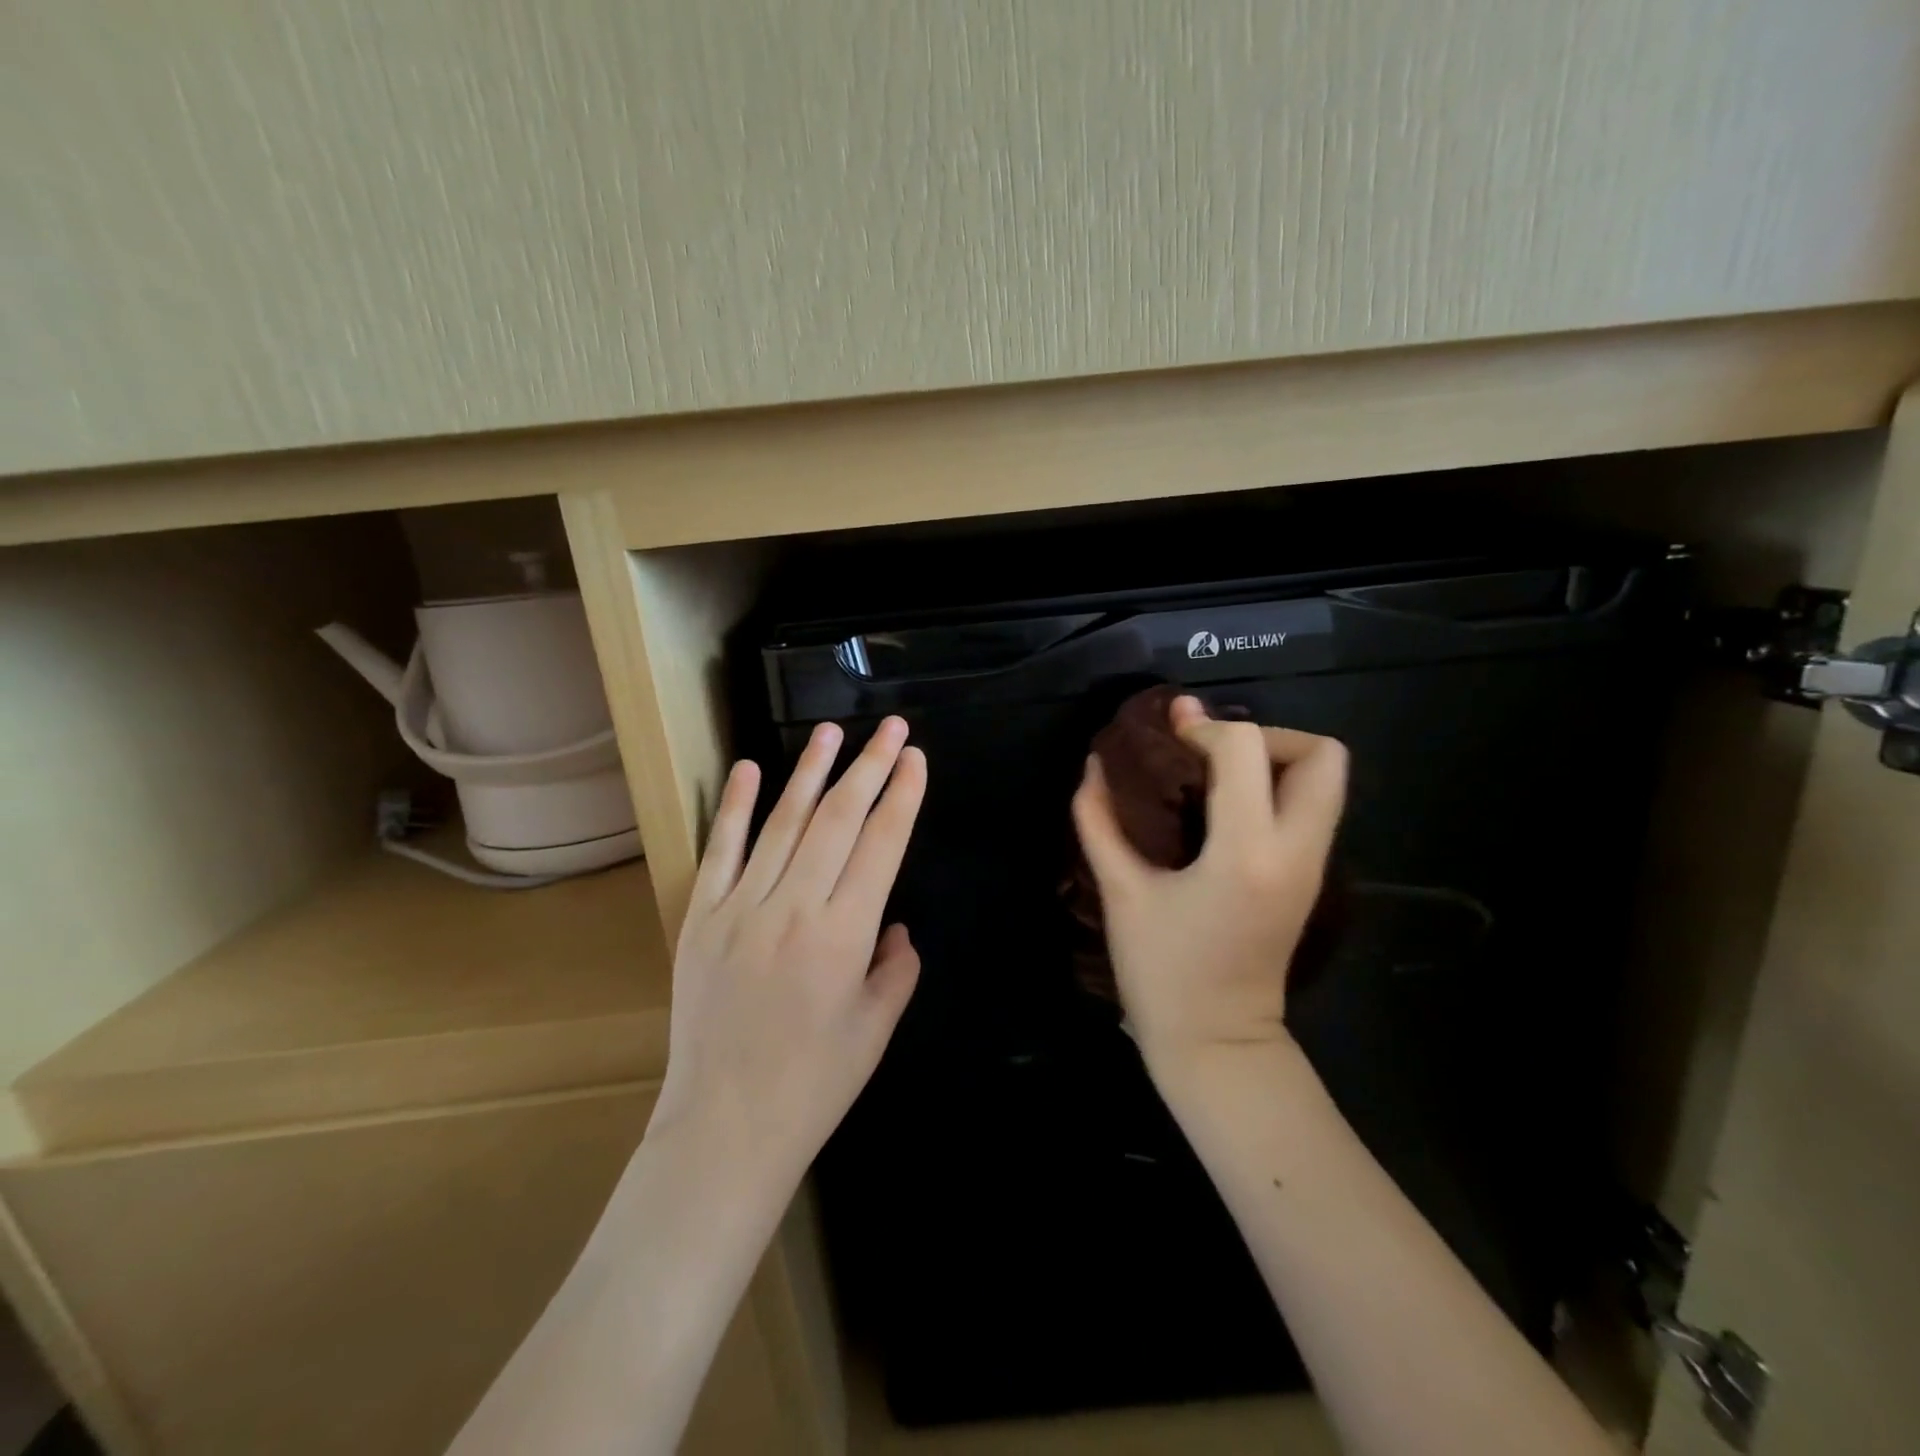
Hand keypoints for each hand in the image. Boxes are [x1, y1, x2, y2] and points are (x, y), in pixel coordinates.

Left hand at [651, 716, 926, 1197]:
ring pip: (783, 822)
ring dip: (810, 771)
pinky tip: (749, 768)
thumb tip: (895, 926)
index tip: (916, 759)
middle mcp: (793, 908)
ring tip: (832, 731)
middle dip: (869, 766)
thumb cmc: (813, 1085)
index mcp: (844, 935)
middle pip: (838, 819)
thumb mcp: (877, 1029)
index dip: (903, 796)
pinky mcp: (701, 917)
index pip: (881, 845)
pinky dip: (733, 805)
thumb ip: (896, 967)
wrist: (725, 1128)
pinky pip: (720, 850)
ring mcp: (740, 907)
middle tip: (891, 728)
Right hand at [1071, 694, 1346, 1072]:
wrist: (1217, 1043)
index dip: (1204, 728)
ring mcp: (1313, 865)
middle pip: (1321, 754)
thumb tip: (1094, 765)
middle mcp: (1295, 850)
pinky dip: (1275, 787)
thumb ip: (1099, 820)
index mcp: (1245, 853)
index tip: (1169, 734)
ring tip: (1215, 775)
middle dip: (1265, 735)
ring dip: (1273, 759)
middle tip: (1211, 753)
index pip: (1246, 750)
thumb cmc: (1161, 973)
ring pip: (1327, 778)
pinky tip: (1224, 806)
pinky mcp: (1311, 877)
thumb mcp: (1121, 891)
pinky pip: (1310, 806)